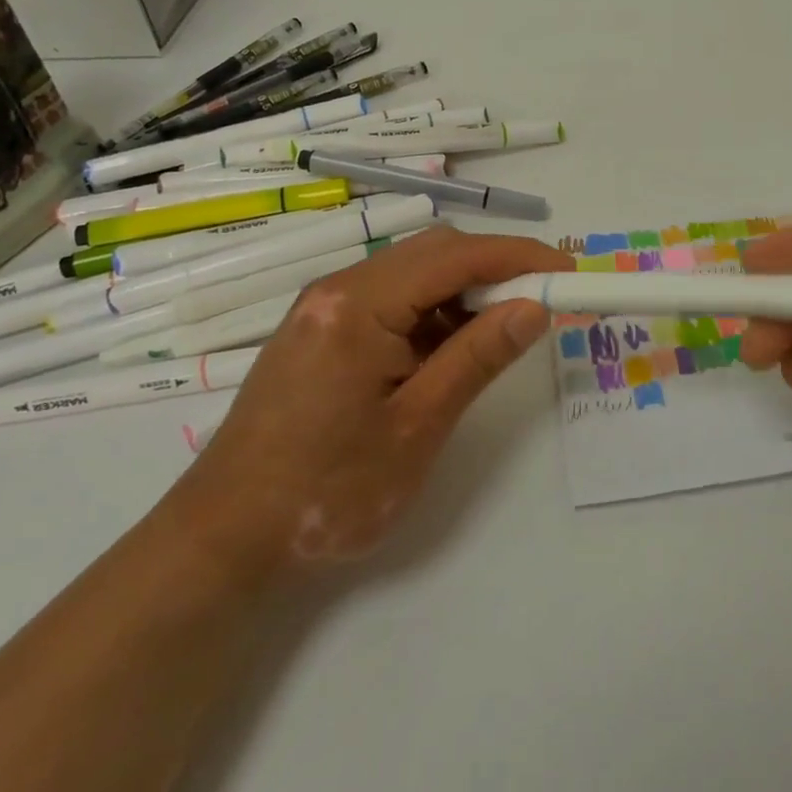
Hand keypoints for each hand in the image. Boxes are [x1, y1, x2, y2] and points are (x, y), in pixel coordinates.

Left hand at [168, 225, 571, 580]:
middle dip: (494, 269)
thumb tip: (534, 308)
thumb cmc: (325, 492)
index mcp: (358, 305)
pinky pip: (391, 299)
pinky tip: (449, 350)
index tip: (568, 272)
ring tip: (502, 332)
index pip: (455, 256)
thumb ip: (478, 358)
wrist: (222, 540)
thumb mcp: (417, 427)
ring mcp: (325, 307)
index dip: (519, 258)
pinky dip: (432, 313)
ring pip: (413, 273)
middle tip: (541, 303)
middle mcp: (337, 288)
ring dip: (464, 292)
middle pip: (433, 252)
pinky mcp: (321, 329)